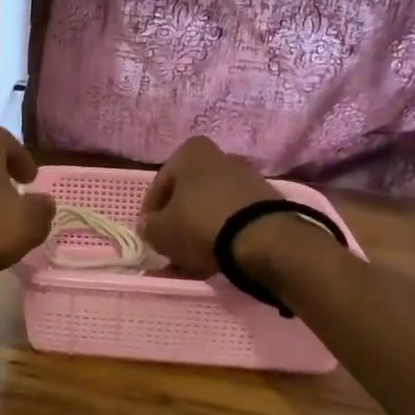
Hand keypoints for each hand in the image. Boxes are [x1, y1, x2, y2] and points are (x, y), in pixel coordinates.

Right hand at [140, 136, 275, 276]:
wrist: (262, 238)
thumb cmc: (200, 223)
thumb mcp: (161, 231)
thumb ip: (149, 227)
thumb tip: (149, 225)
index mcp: (191, 152)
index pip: (160, 184)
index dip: (151, 212)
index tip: (149, 234)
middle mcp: (220, 157)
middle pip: (189, 194)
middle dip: (178, 222)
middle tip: (169, 248)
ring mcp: (246, 179)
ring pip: (211, 208)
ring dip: (199, 232)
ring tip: (190, 262)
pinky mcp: (266, 203)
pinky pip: (233, 219)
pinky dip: (221, 236)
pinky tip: (213, 260)